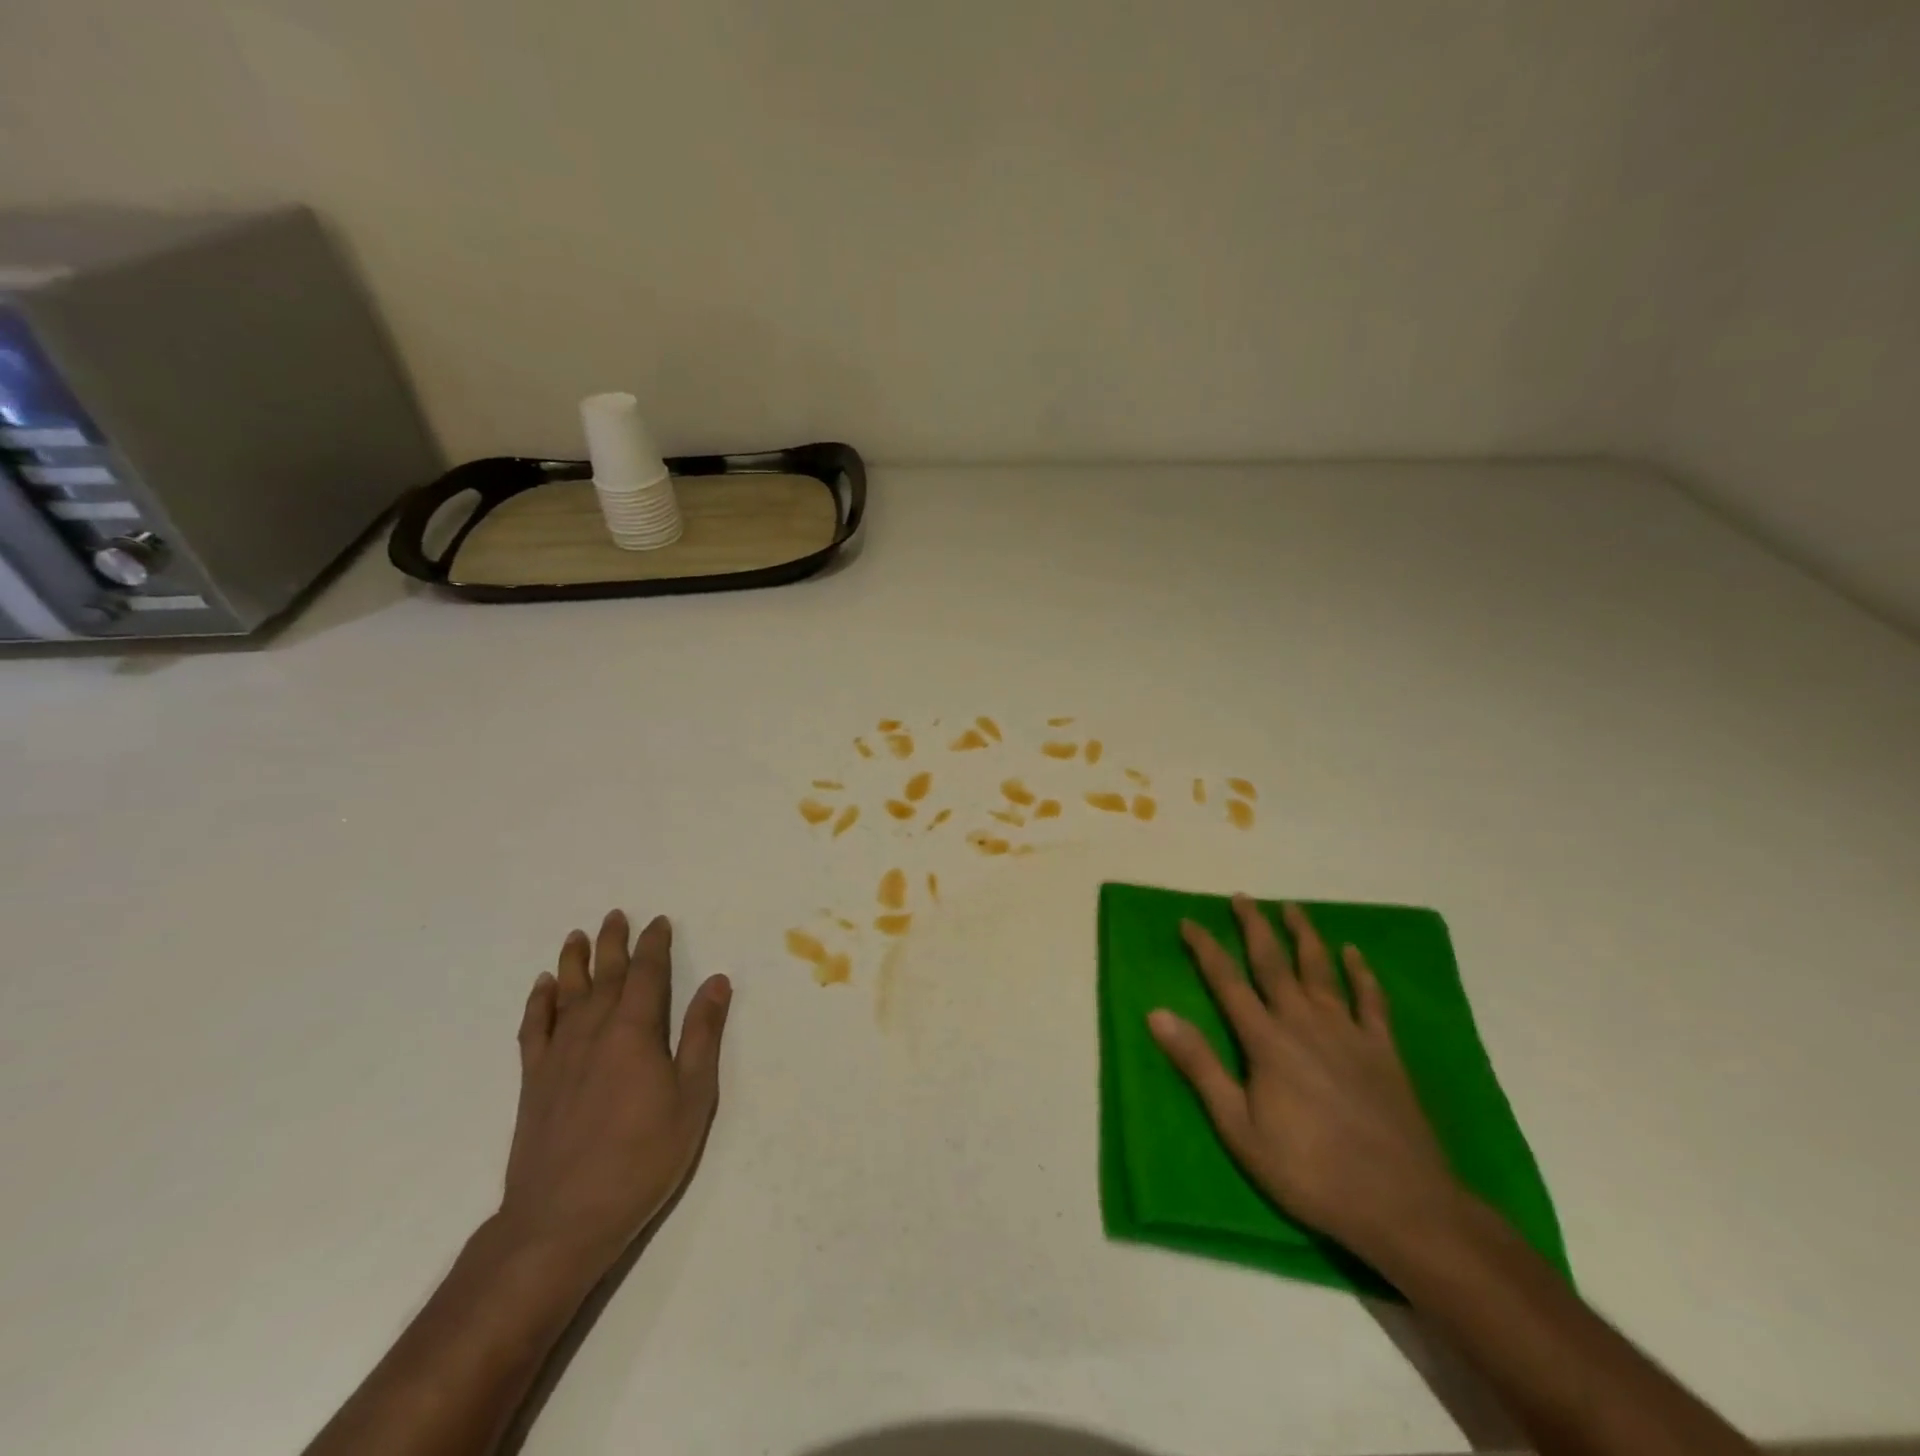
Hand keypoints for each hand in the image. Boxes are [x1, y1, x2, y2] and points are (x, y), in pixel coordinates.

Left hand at [497, 910, 731, 1283]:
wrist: (561, 1219)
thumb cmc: (641, 1158)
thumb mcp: (692, 1097)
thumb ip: (702, 1035)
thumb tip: (716, 981)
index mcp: (635, 1032)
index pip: (647, 974)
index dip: (654, 945)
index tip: (659, 922)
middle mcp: (594, 1032)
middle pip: (605, 975)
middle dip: (613, 942)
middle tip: (616, 915)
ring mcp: (558, 1055)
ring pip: (567, 994)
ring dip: (573, 962)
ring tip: (576, 936)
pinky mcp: (533, 1081)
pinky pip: (534, 1028)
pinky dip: (538, 1003)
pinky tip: (542, 988)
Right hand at [1148, 896, 1462, 1266]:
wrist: (1402, 1204)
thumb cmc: (1309, 1170)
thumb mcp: (1239, 1127)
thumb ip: (1199, 1066)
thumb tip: (1157, 1014)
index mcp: (1266, 1040)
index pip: (1227, 981)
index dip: (1205, 948)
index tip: (1188, 921)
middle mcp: (1304, 1022)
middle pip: (1274, 962)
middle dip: (1254, 926)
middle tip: (1241, 897)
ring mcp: (1348, 1032)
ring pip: (1321, 969)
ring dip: (1304, 935)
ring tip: (1292, 908)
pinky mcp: (1383, 1050)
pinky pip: (1370, 1000)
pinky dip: (1362, 973)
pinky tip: (1354, 954)